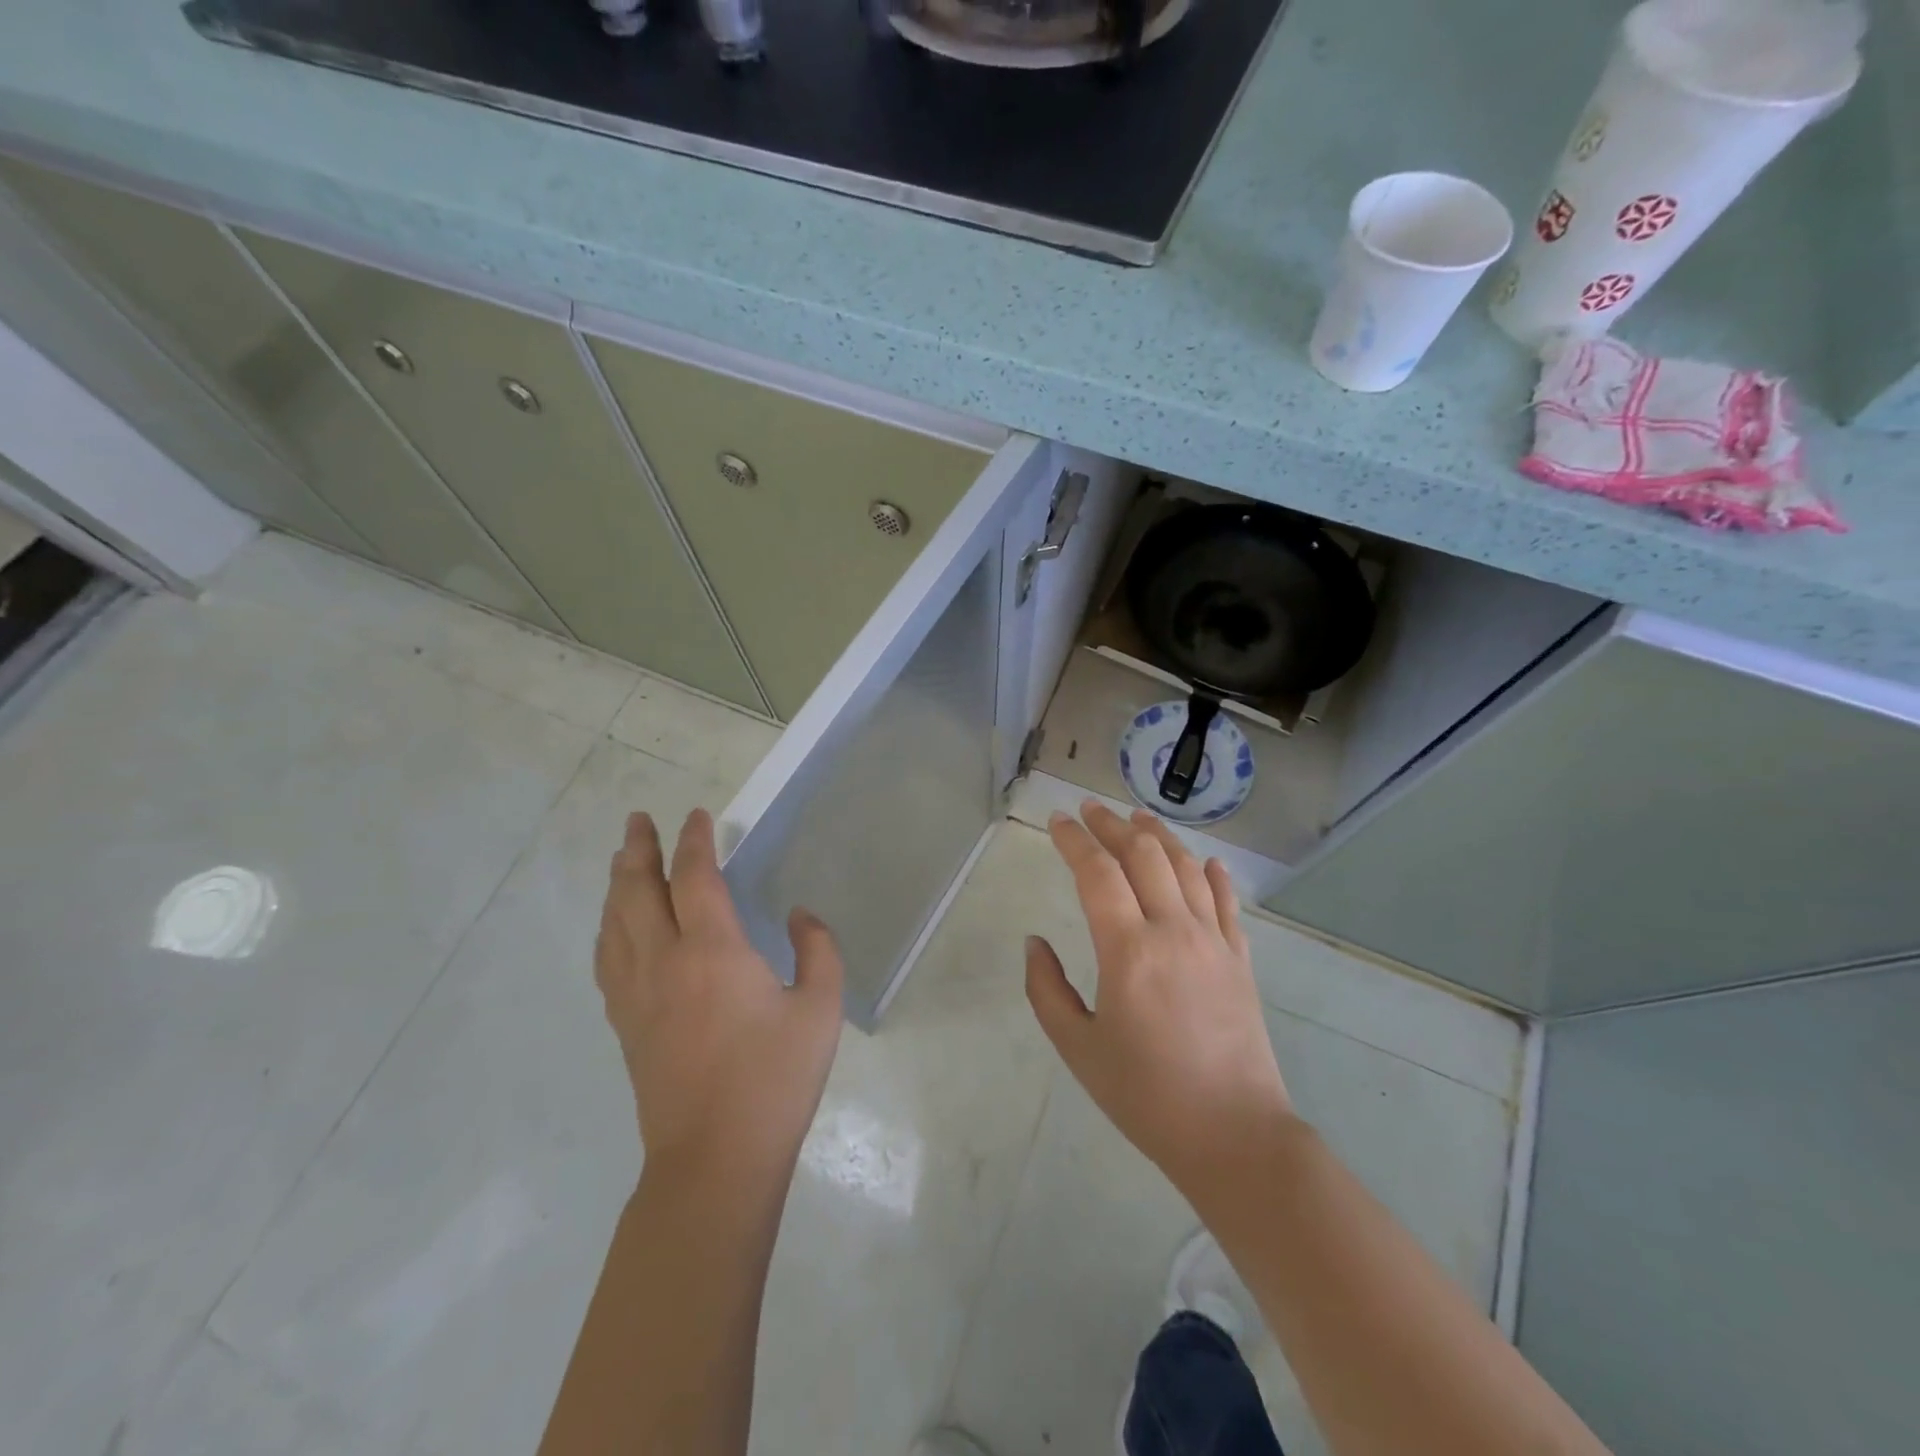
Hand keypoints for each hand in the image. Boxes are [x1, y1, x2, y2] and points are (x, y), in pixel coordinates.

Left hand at [594, 808, 843, 1184]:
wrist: (715, 1159)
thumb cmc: (774, 1081)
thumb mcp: (821, 1010)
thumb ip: (819, 950)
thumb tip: (800, 916)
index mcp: (713, 951)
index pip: (695, 877)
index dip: (695, 841)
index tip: (697, 815)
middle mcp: (665, 961)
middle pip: (637, 890)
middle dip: (638, 849)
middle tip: (639, 820)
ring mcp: (637, 994)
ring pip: (614, 922)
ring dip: (617, 883)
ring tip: (622, 859)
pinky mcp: (625, 1024)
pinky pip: (607, 959)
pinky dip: (608, 927)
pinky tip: (614, 926)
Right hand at [1026, 803, 1292, 1192]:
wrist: (1234, 1135)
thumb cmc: (1146, 1095)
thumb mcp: (1078, 1048)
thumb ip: (1047, 990)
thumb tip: (1035, 943)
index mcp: (1128, 950)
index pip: (1096, 872)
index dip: (1074, 839)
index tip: (1057, 820)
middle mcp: (1173, 930)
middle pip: (1143, 855)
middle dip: (1112, 825)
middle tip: (1090, 810)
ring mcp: (1213, 941)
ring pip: (1186, 867)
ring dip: (1159, 837)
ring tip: (1138, 818)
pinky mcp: (1240, 959)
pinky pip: (1226, 902)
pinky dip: (1213, 874)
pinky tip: (1206, 861)